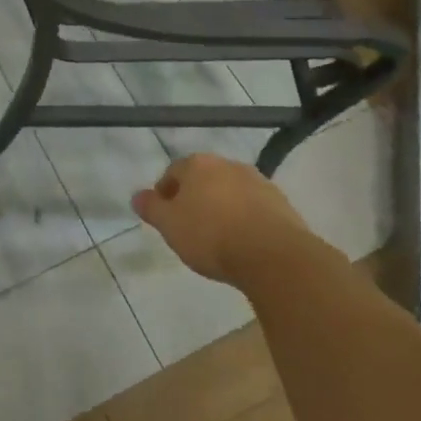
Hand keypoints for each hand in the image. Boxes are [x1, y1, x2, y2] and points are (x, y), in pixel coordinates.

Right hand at [133, 153, 313, 289]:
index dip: (165, 194)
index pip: (173, 172)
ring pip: (231, 192)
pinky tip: (245, 243)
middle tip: (191, 228)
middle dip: (196, 199)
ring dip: (223, 208)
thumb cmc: (211, 235)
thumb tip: (137, 196)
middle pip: (204, 179)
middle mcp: (228, 164)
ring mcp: (258, 182)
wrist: (274, 256)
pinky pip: (255, 209)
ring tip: (220, 238)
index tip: (166, 218)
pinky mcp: (282, 204)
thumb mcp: (169, 225)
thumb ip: (151, 208)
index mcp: (197, 164)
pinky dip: (247, 220)